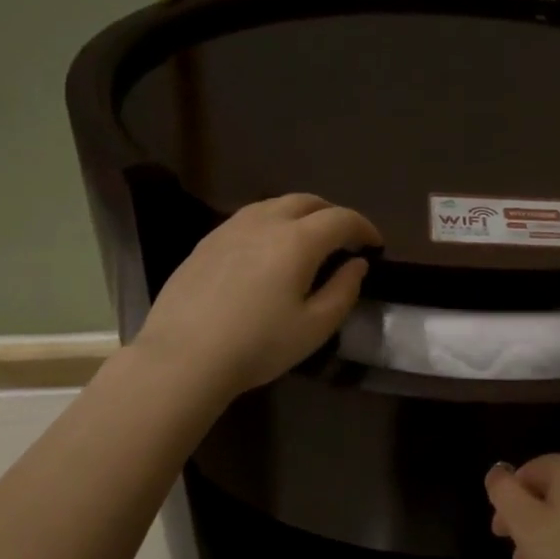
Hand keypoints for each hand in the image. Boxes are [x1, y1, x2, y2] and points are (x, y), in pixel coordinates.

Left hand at [136, 193, 381, 399]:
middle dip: (334, 215)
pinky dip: (273, 223)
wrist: (183, 357)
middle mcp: (265, 222)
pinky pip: (250, 217)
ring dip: (302, 214)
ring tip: (309, 240)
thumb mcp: (315, 327)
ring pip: (276, 204)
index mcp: (298, 240)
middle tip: (346, 239)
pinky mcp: (208, 241)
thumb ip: (343, 291)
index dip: (364, 228)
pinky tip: (269, 250)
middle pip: (308, 201)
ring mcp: (231, 228)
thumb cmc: (258, 345)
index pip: (341, 219)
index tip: (376, 245)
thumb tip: (357, 265)